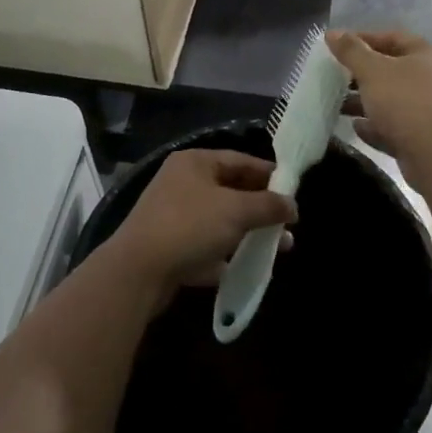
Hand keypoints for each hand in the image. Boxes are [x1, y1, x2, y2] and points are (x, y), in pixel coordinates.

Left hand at [109, 150, 296, 302]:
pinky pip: (206, 244)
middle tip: (288, 224)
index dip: (269, 174)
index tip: (293, 191)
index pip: (240, 160)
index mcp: (195, 162)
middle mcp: (183, 182)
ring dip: (248, 232)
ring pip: (220, 219)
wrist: (137, 272)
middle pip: (231, 190)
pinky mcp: (169, 246)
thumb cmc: (190, 226)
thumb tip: (293, 205)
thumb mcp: (236, 211)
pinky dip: (226, 253)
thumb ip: (268, 205)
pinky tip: (248, 266)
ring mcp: (174, 215)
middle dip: (261, 208)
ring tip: (278, 249)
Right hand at [326, 30, 431, 183]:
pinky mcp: (423, 136)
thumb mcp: (372, 70)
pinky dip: (375, 124)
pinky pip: (394, 125)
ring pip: (391, 99)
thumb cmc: (403, 102)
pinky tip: (355, 127)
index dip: (363, 39)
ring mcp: (429, 109)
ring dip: (364, 101)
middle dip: (360, 73)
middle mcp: (431, 79)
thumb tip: (332, 33)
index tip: (337, 47)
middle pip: (391, 69)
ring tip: (337, 104)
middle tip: (335, 76)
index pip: (391, 37)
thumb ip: (351, 51)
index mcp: (425, 56)